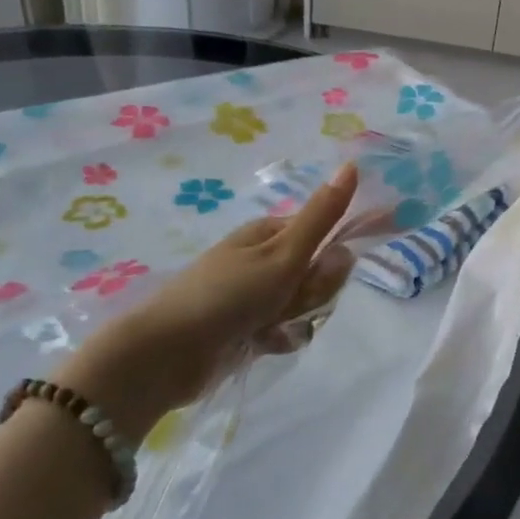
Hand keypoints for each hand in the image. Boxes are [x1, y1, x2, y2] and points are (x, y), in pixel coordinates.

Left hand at [52, 164, 358, 438]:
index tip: (327, 270)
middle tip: (288, 300)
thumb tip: (352, 165)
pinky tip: (263, 344)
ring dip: (297, 317)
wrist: (167, 353)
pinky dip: (280, 338)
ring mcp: (255, 294)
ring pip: (305, 303)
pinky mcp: (248, 327)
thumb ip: (322, 216)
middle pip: (318, 273)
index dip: (334, 256)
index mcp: (271, 232)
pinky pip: (286, 330)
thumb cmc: (229, 294)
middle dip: (313, 291)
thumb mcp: (284, 252)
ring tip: (270, 326)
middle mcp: (265, 259)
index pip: (326, 236)